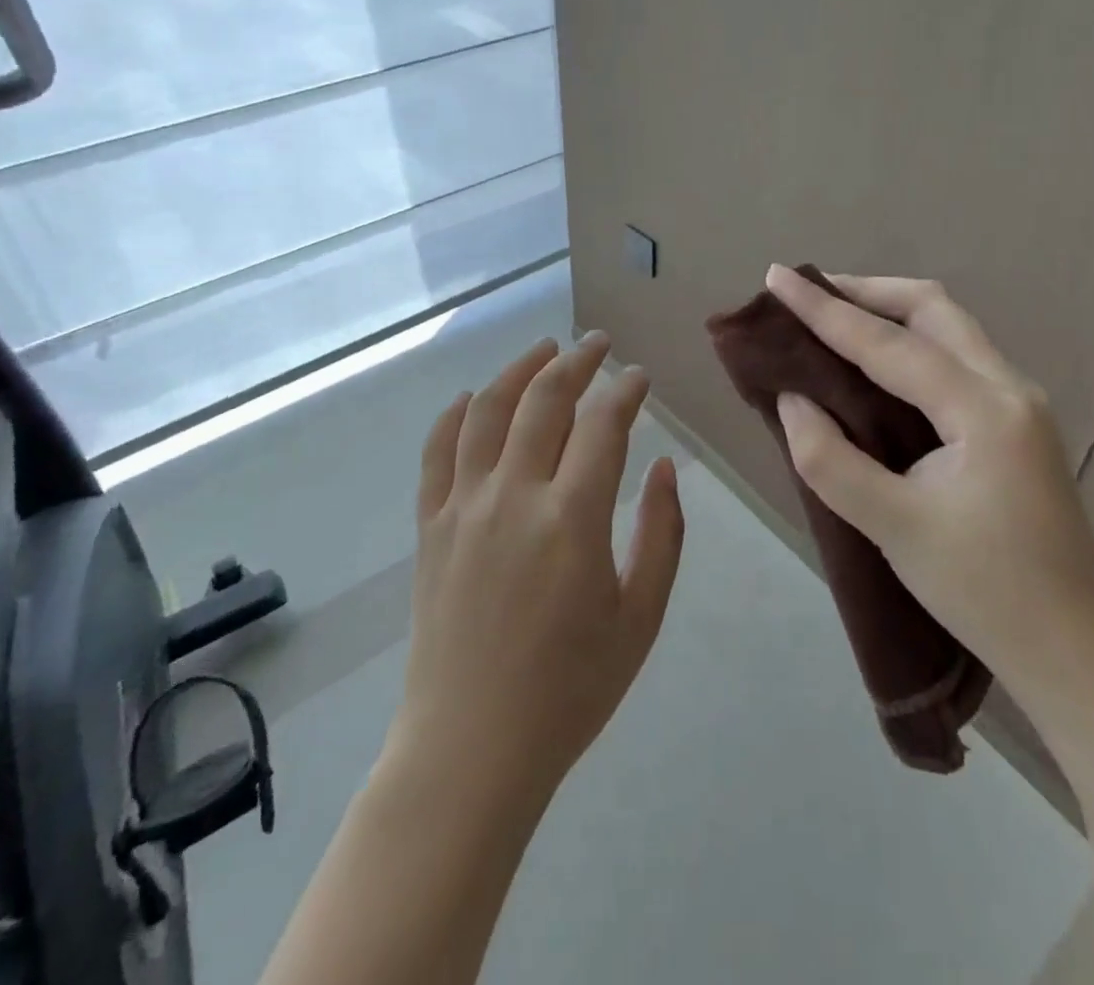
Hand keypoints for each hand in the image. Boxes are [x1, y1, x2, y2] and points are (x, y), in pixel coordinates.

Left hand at [391, 332, 684, 804]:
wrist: (472, 748)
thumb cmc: (569, 690)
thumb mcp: (641, 618)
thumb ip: (661, 534)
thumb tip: (663, 466)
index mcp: (572, 519)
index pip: (603, 425)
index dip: (625, 390)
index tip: (639, 376)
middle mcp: (514, 495)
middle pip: (544, 401)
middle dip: (577, 361)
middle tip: (598, 344)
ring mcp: (463, 507)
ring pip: (488, 412)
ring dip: (519, 370)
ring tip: (544, 349)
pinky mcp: (430, 526)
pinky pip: (437, 452)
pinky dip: (455, 415)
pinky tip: (473, 398)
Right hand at [763, 265, 1093, 686]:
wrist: (1077, 656)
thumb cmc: (984, 592)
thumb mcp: (893, 528)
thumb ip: (830, 459)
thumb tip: (791, 400)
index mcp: (984, 409)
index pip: (889, 342)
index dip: (825, 309)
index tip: (777, 278)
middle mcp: (1010, 388)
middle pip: (933, 309)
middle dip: (866, 291)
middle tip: (809, 294)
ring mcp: (1021, 404)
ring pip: (950, 328)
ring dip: (890, 312)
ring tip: (834, 317)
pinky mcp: (1017, 425)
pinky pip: (956, 357)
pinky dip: (910, 342)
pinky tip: (878, 363)